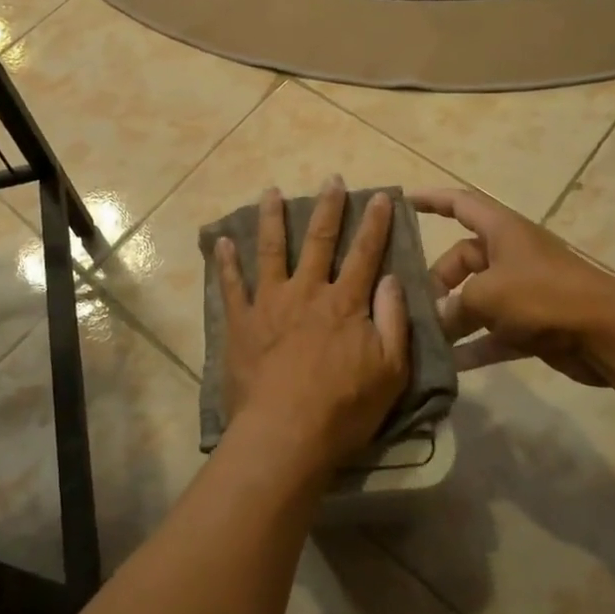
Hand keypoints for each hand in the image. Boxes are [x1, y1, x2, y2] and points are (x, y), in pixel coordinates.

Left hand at [215, 180, 410, 476]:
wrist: (285, 434)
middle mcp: (307, 292)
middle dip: (328, 208)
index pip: (365, 254)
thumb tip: (392, 278)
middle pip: (319, 241)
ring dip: (272, 218)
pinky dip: (226, 262)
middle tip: (330, 179)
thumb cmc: (343, 409)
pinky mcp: (241, 322)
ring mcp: (270, 303)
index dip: (375, 224)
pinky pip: (231, 285)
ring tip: (270, 192)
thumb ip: (393, 321)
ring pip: (271, 250)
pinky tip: (221, 241)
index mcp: (344, 303)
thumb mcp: (390, 371)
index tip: (380, 196)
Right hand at [411, 187, 614, 385]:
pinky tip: (453, 364)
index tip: (403, 202)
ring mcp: (523, 290)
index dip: (431, 200)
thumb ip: (455, 306)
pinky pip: (495, 331)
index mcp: (501, 230)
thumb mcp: (488, 295)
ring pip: (477, 298)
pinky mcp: (534, 323)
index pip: (459, 204)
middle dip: (439, 281)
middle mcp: (510, 254)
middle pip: (463, 259)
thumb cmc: (543, 295)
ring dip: (455, 317)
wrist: (609, 334)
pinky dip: (477, 344)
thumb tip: (437, 319)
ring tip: (426, 335)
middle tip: (418, 305)